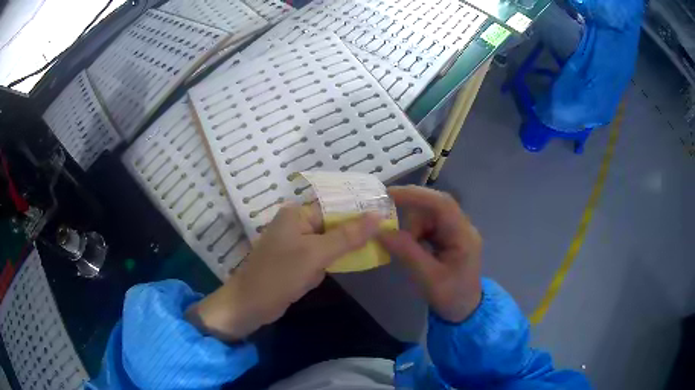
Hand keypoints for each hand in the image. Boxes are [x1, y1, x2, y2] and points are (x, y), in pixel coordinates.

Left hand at [186, 204, 380, 340]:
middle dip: (351, 236)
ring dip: (340, 252)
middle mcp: (295, 224)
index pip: (335, 207)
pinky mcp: (294, 261)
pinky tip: (328, 272)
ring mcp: (294, 243)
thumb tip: (378, 216)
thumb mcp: (315, 254)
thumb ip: (347, 236)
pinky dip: (327, 264)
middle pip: (333, 224)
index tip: (386, 220)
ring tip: (358, 256)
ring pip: (328, 242)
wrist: (249, 305)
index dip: (360, 214)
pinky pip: (319, 257)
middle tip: (380, 240)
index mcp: (297, 213)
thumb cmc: (279, 275)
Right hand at [378, 186, 481, 322]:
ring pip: (428, 217)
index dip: (416, 195)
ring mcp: (456, 231)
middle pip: (433, 208)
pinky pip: (429, 226)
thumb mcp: (427, 278)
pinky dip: (416, 234)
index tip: (389, 194)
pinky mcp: (449, 237)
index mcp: (463, 235)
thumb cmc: (451, 297)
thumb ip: (406, 252)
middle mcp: (462, 227)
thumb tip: (380, 231)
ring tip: (407, 251)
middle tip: (393, 235)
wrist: (465, 311)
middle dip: (411, 219)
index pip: (442, 204)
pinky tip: (412, 249)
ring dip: (413, 230)